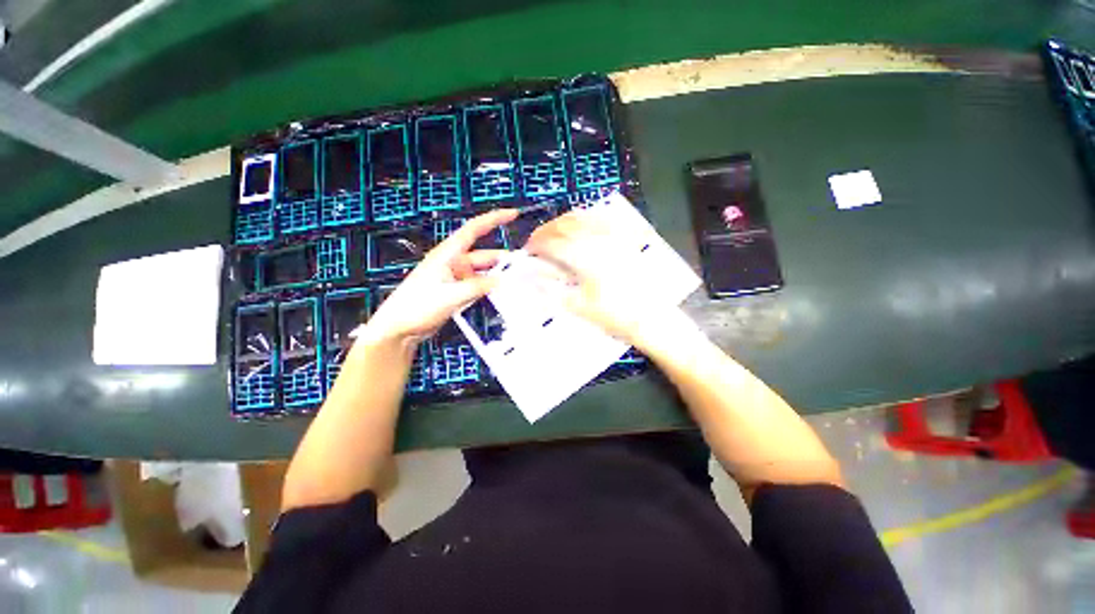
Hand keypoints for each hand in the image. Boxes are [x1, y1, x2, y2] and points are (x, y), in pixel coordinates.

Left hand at [362, 209, 517, 346]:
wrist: (398, 328)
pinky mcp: (455, 291)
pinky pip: (476, 285)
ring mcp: (454, 277)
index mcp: (448, 254)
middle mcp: (453, 262)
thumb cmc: (418, 306)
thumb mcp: (449, 296)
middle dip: (501, 259)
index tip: (513, 214)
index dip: (494, 220)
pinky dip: (488, 288)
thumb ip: (476, 287)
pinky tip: (501, 295)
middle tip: (525, 268)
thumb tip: (501, 281)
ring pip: (481, 272)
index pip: (473, 230)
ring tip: (517, 284)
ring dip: (496, 276)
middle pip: (482, 255)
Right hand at [525, 210, 669, 345]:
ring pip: (583, 217)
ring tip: (555, 231)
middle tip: (537, 240)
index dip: (537, 244)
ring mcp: (614, 237)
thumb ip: (552, 292)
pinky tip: (582, 224)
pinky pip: (603, 219)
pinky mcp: (626, 238)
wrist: (650, 317)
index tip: (528, 250)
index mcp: (584, 258)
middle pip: (566, 225)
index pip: (553, 243)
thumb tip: (532, 279)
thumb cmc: (613, 314)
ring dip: (564, 221)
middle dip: (547, 229)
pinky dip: (587, 218)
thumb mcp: (579, 307)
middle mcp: (597, 241)